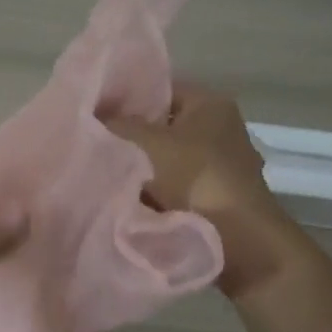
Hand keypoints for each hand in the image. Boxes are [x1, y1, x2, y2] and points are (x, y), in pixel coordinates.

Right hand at [109, 83, 300, 296]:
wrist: (239, 242)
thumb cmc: (195, 179)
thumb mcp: (146, 143)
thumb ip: (116, 124)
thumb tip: (92, 115)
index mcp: (210, 104)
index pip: (159, 89)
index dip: (125, 98)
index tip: (94, 114)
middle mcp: (221, 128)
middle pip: (162, 125)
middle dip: (131, 137)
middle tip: (96, 145)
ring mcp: (223, 165)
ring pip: (168, 159)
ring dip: (142, 169)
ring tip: (106, 174)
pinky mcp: (219, 197)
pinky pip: (178, 186)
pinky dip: (158, 192)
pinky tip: (130, 200)